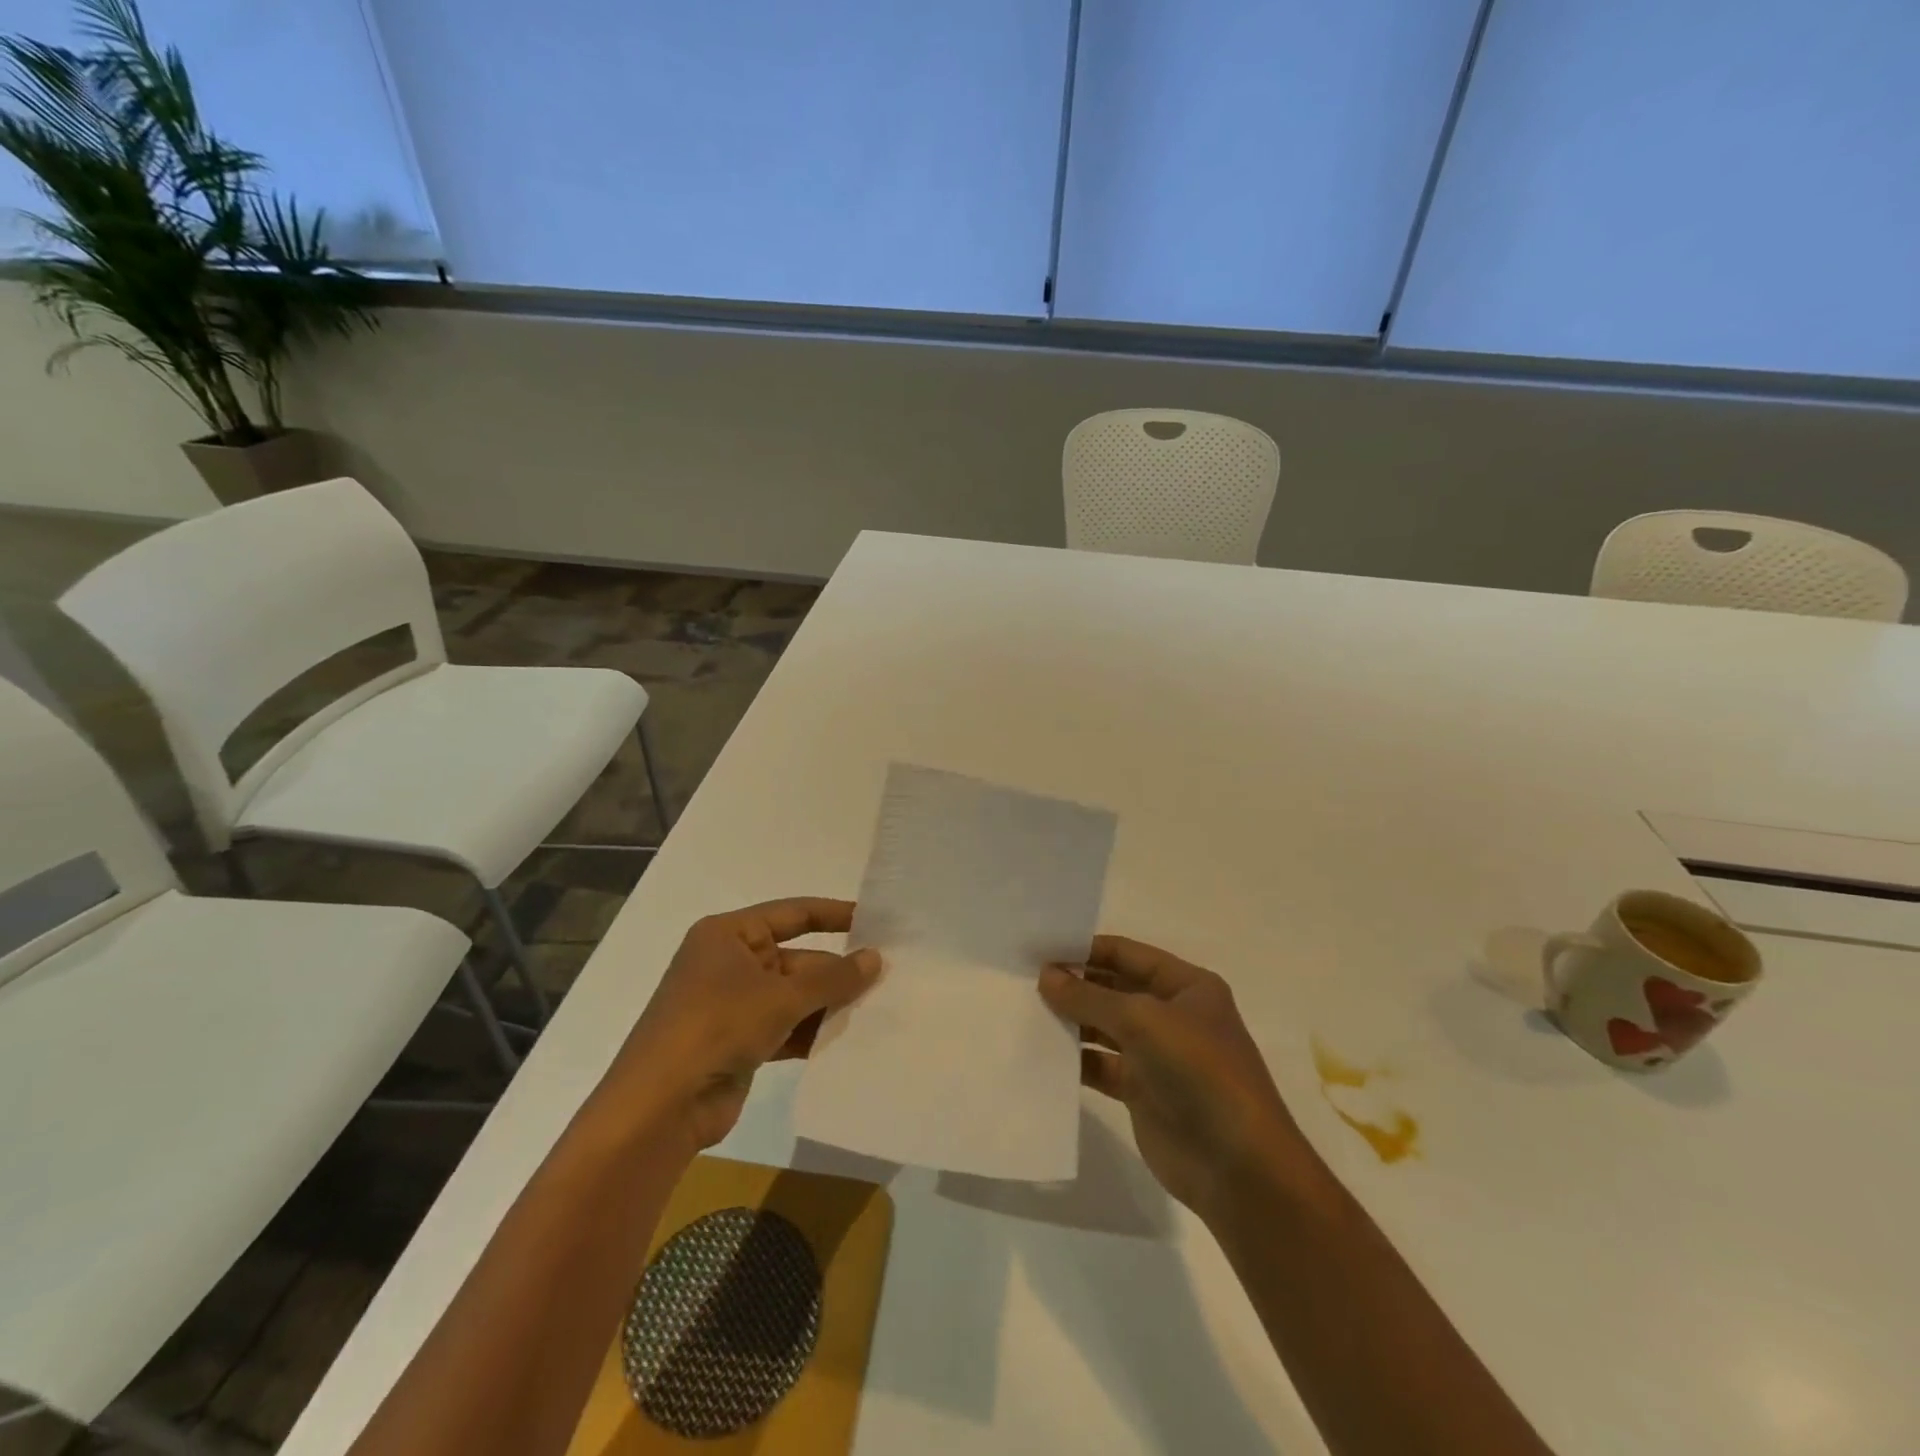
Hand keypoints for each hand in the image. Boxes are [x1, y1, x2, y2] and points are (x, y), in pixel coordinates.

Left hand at [608, 898, 879, 1156]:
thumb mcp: (780, 997)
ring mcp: (732, 1004)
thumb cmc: (716, 1027)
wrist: (659, 1108)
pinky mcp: (737, 1042)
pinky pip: (785, 1027)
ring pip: (793, 996)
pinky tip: (847, 1040)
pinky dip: (811, 1032)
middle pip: (796, 959)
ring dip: (828, 1005)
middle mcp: (729, 963)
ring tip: (876, 1010)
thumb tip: (875, 958)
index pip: (792, 913)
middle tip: (886, 978)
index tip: (875, 921)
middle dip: (836, 972)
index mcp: (728, 935)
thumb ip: (832, 978)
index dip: (834, 914)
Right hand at [1040, 936, 1305, 1220]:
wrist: (1238, 1167)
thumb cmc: (1199, 1072)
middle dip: (1074, 984)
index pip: (1127, 953)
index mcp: (1186, 985)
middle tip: (1023, 980)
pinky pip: (1101, 1065)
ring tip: (1026, 1012)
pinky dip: (1076, 1059)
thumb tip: (1046, 975)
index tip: (1039, 948)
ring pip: (1105, 1027)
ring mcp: (1158, 1055)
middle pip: (1114, 988)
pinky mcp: (1143, 1093)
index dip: (1085, 949)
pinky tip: (1042, 1054)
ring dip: (1072, 1021)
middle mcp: (1172, 1014)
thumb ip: (1090, 997)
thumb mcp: (1142, 1021)